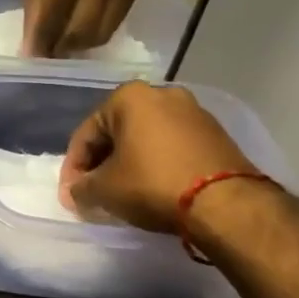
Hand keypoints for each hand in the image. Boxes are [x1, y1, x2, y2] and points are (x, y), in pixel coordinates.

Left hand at [22, 0, 141, 56]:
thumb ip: (34, 8)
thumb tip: (31, 48)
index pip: (56, 20)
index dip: (42, 44)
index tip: (32, 58)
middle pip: (83, 33)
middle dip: (62, 49)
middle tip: (48, 53)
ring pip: (103, 32)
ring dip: (81, 44)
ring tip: (63, 42)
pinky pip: (117, 20)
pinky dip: (98, 30)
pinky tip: (82, 26)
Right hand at [59, 82, 256, 231]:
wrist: (226, 203)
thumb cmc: (153, 184)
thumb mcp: (104, 190)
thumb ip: (81, 188)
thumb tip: (75, 192)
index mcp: (129, 97)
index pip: (87, 133)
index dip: (73, 167)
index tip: (72, 194)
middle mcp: (162, 94)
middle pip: (118, 132)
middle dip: (103, 163)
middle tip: (95, 192)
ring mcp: (194, 112)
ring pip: (146, 139)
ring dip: (130, 163)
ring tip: (124, 193)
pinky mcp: (216, 134)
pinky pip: (173, 147)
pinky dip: (157, 164)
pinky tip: (153, 189)